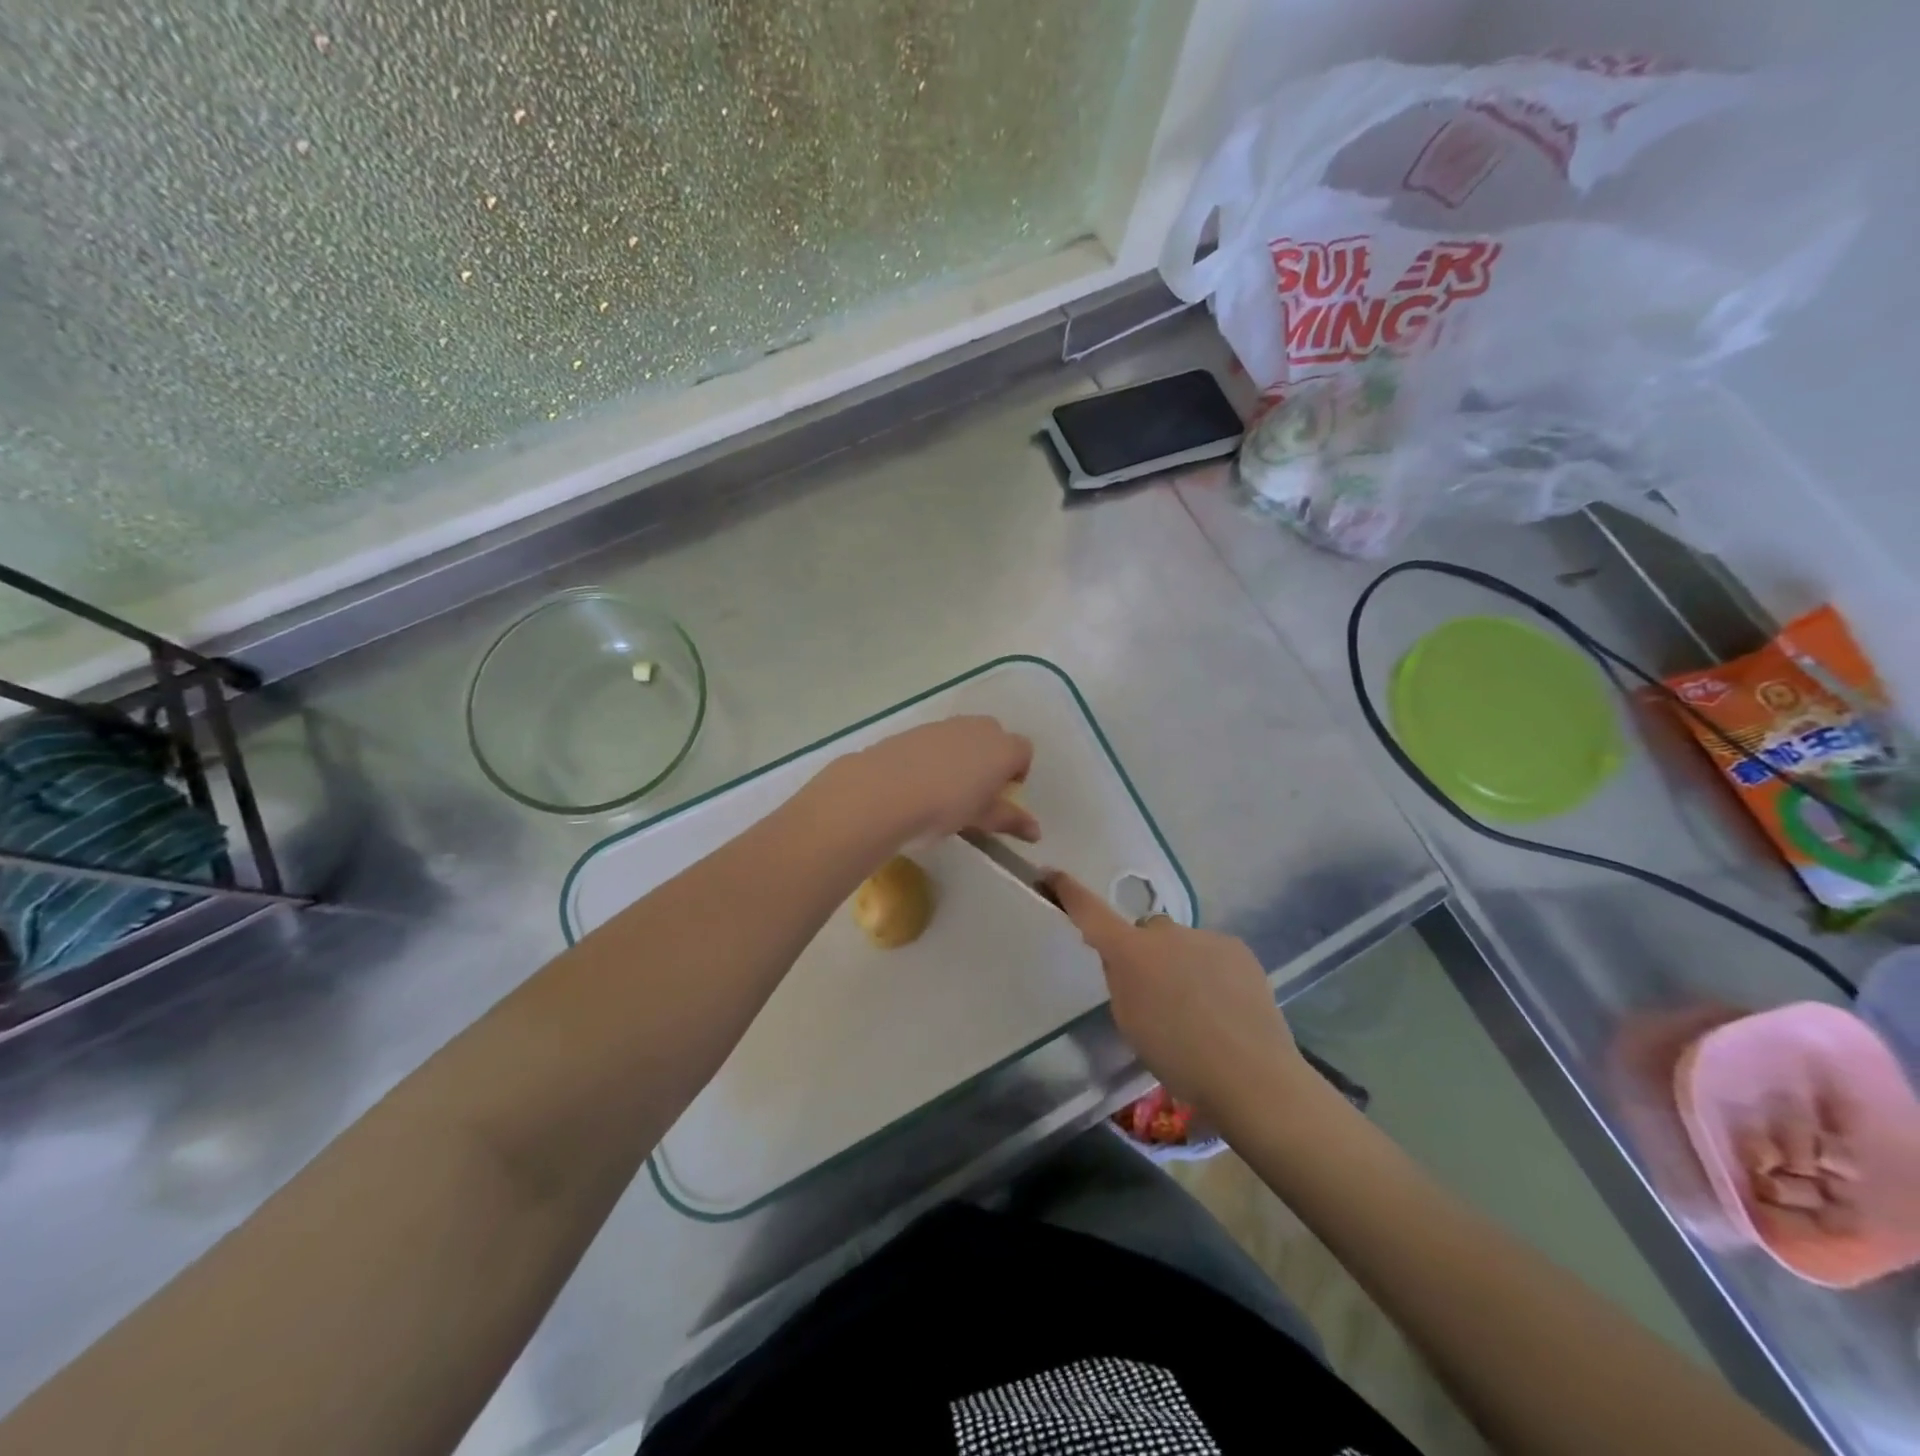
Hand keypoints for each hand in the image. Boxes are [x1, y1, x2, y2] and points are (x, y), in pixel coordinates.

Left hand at [828, 716, 1037, 844]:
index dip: (1017, 772)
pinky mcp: (915, 729)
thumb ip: (1009, 820)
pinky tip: (920, 780)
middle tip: (977, 790)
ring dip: (963, 755)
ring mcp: (945, 725)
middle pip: (995, 736)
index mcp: (1002, 748)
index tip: (1002, 795)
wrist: (884, 790)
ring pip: (964, 735)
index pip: (1024, 751)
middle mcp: (978, 728)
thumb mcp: (980, 818)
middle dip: (991, 758)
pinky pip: (937, 739)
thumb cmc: (944, 807)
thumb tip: (1036, 832)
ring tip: (946, 787)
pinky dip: (936, 754)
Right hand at [1044, 872, 1305, 1119]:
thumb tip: (1121, 958)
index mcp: (1130, 953)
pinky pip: (1211, 952)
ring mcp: (1204, 936)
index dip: (1068, 891)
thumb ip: (1120, 980)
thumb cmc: (1177, 1056)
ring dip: (1180, 964)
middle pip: (1144, 933)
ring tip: (1200, 1009)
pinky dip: (1210, 971)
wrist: (1251, 1075)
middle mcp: (1165, 933)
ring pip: (1180, 944)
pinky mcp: (1237, 947)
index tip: (1050, 873)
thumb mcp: (1129, 1021)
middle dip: (1145, 953)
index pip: (1090, 912)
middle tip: (1157, 994)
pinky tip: (1225, 1006)